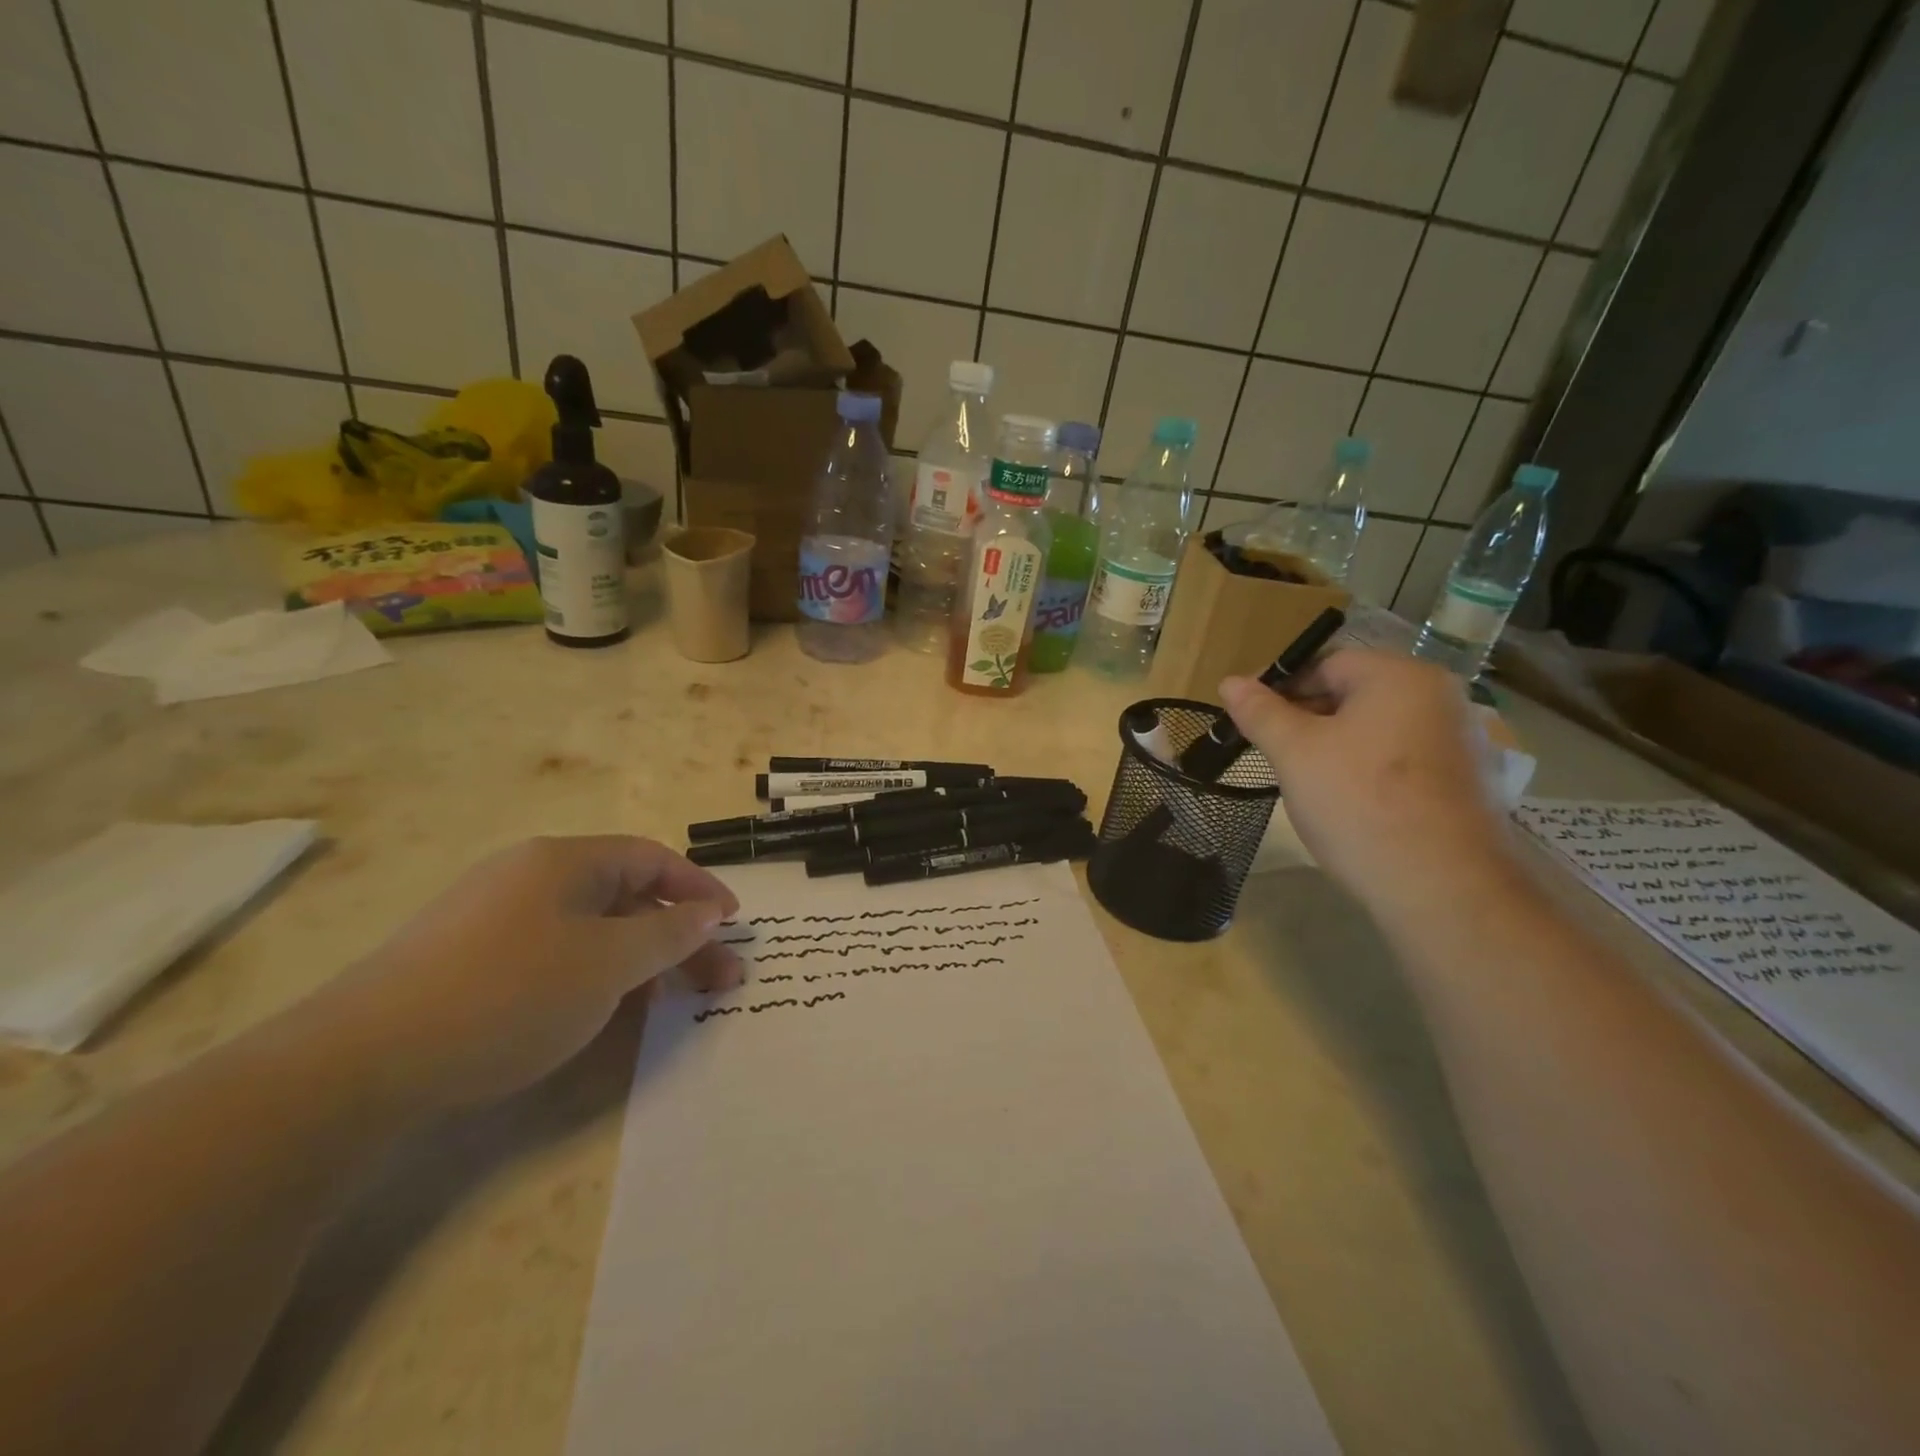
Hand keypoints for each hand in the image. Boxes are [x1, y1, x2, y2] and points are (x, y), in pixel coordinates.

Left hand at [309, 837, 741, 1115]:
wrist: (358, 1065)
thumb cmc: (507, 995)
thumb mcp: (608, 964)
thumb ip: (669, 935)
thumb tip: (710, 912)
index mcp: (564, 861)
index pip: (652, 859)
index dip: (700, 888)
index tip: (734, 923)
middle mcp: (530, 877)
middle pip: (626, 896)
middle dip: (679, 935)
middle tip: (719, 978)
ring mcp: (495, 919)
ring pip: (592, 929)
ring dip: (640, 959)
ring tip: (670, 1001)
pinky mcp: (469, 961)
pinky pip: (556, 954)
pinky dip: (595, 976)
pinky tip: (605, 1012)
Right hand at [1219, 650, 1516, 914]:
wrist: (1442, 886)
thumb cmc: (1359, 802)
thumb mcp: (1295, 753)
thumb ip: (1261, 712)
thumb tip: (1230, 682)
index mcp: (1400, 676)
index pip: (1326, 664)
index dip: (1280, 688)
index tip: (1249, 720)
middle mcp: (1440, 697)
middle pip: (1354, 694)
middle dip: (1307, 719)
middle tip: (1271, 752)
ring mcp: (1461, 741)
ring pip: (1377, 729)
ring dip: (1335, 746)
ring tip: (1305, 780)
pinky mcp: (1469, 782)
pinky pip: (1402, 760)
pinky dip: (1369, 770)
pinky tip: (1348, 803)